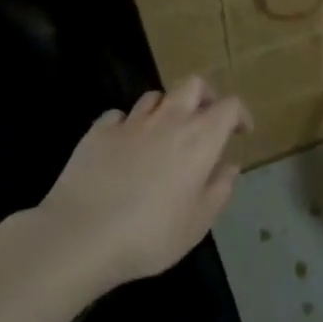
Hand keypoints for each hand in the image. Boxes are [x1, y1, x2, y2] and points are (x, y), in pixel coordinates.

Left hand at [34, 77, 252, 289]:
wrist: (81, 236)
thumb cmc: (151, 234)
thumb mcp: (198, 222)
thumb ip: (219, 190)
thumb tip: (229, 167)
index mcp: (200, 139)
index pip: (229, 106)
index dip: (239, 114)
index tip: (241, 132)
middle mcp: (168, 121)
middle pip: (193, 85)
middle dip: (205, 97)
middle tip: (206, 120)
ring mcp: (130, 123)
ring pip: (155, 96)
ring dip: (166, 109)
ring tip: (164, 134)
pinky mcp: (97, 132)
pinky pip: (119, 116)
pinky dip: (128, 125)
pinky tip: (125, 145)